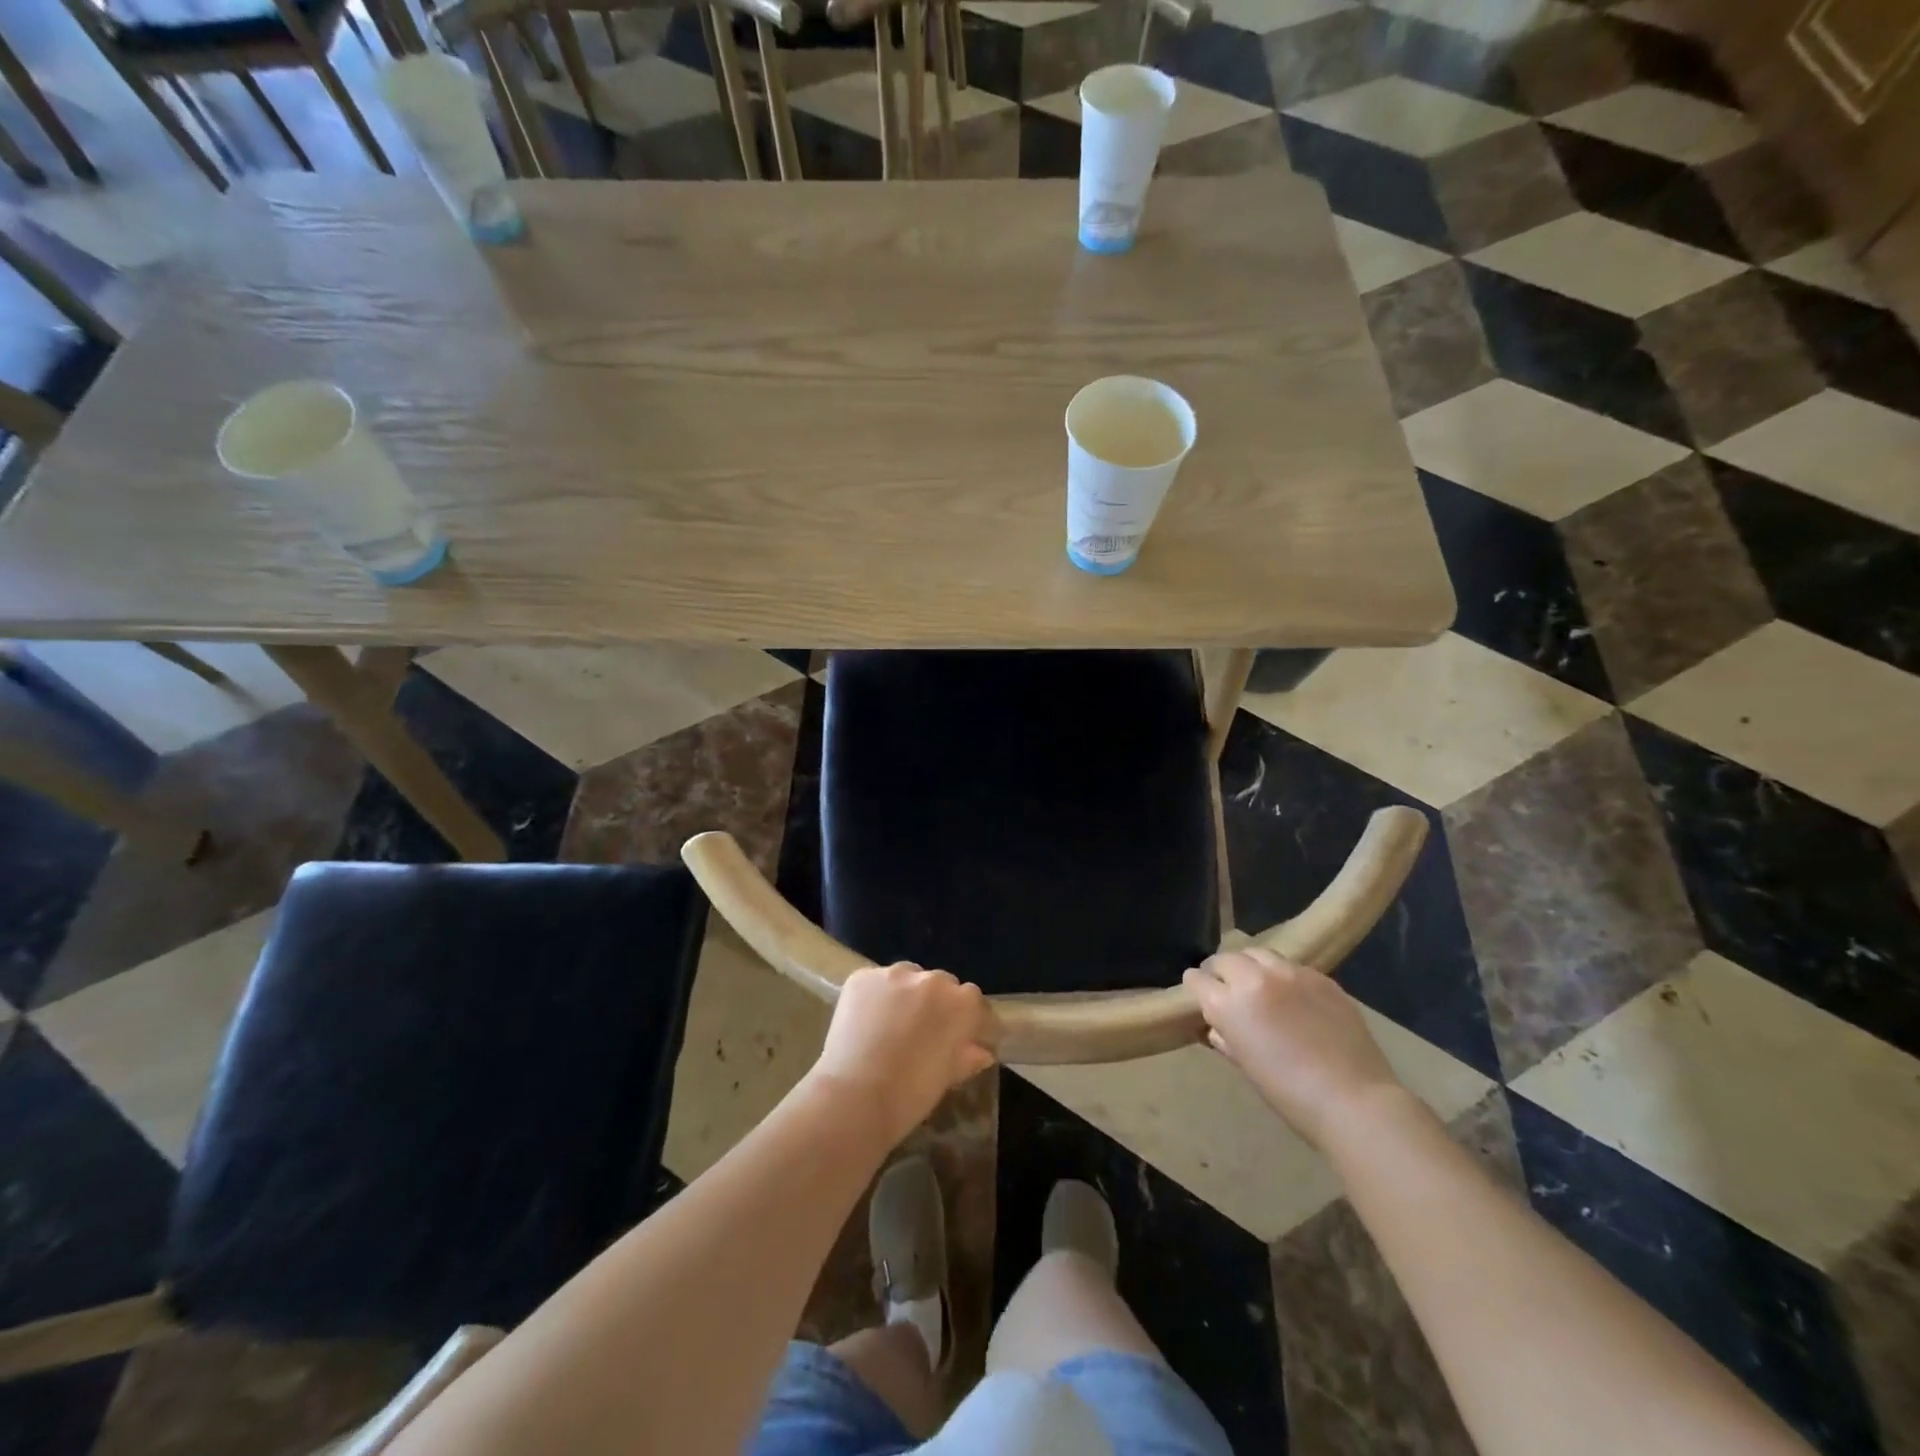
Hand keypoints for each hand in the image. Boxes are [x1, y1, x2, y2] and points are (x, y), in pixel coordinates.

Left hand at [806, 963, 995, 1146]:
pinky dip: (876, 997)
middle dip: (938, 1004)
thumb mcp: (946, 1078)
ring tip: (893, 1024)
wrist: (855, 1096)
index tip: (966, 1038)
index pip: (974, 1002)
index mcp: (961, 1003)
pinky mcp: (862, 977)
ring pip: (908, 978)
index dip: (971, 1021)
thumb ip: (967, 1058)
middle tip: (925, 1032)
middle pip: (941, 985)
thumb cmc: (910, 1094)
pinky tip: (867, 1022)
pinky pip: (876, 982)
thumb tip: (981, 1052)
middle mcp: (931, 979)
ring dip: (907, 995)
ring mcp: (894, 974)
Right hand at [1184, 947, 1404, 1149]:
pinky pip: (1291, 966)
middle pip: (1225, 958)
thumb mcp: (1246, 1066)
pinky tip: (1293, 997)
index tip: (1201, 996)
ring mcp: (1290, 973)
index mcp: (1228, 1004)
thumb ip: (1227, 1038)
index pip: (1196, 979)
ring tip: (1259, 984)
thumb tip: (1219, 1027)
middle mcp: (1253, 978)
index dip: (1196, 987)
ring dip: (1250, 966)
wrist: (1354, 1100)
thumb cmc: (1289, 1094)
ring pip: (1257, 953)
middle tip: (1228, 989)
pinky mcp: (1320, 977)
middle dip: (1220, 971)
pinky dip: (1283, 976)